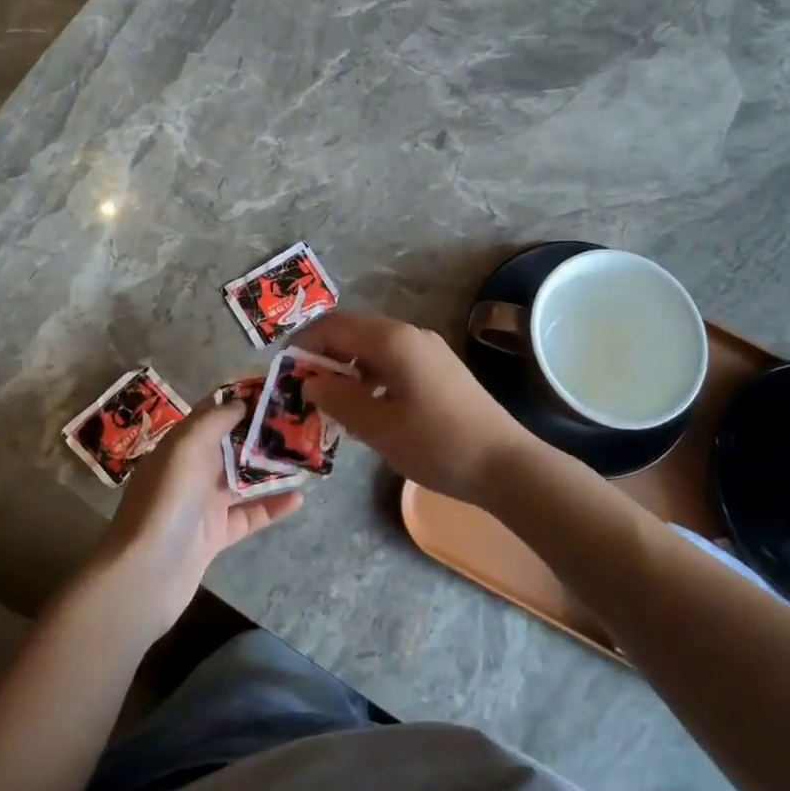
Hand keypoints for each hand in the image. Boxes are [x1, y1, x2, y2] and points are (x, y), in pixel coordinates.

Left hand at [98, 401, 302, 635]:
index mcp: (181, 444)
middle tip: (302, 421)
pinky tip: (299, 498)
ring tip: (307, 456)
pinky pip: (251, 515)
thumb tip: (241, 402)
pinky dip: (273, 506)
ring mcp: (205, 504)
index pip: (213, 412)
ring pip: (245, 479)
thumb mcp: (186, 447)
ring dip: (273, 468)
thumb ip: (215, 420)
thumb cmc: (167, 500)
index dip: (242, 398)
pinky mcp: (217, 534)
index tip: (276, 388)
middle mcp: (192, 470)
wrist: (147, 573)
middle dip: (264, 432)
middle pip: (233, 444)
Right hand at [290, 310, 541, 505]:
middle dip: (325, 357)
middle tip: (304, 391)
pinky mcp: (439, 369)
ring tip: (331, 404)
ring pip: (373, 349)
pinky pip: (393, 362)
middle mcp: (410, 334)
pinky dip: (371, 378)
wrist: (505, 464)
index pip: (334, 326)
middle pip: (354, 333)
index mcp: (392, 340)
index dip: (304, 344)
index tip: (284, 373)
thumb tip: (310, 383)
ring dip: (348, 369)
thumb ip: (338, 400)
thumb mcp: (378, 427)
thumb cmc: (437, 444)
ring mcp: (428, 350)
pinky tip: (367, 409)